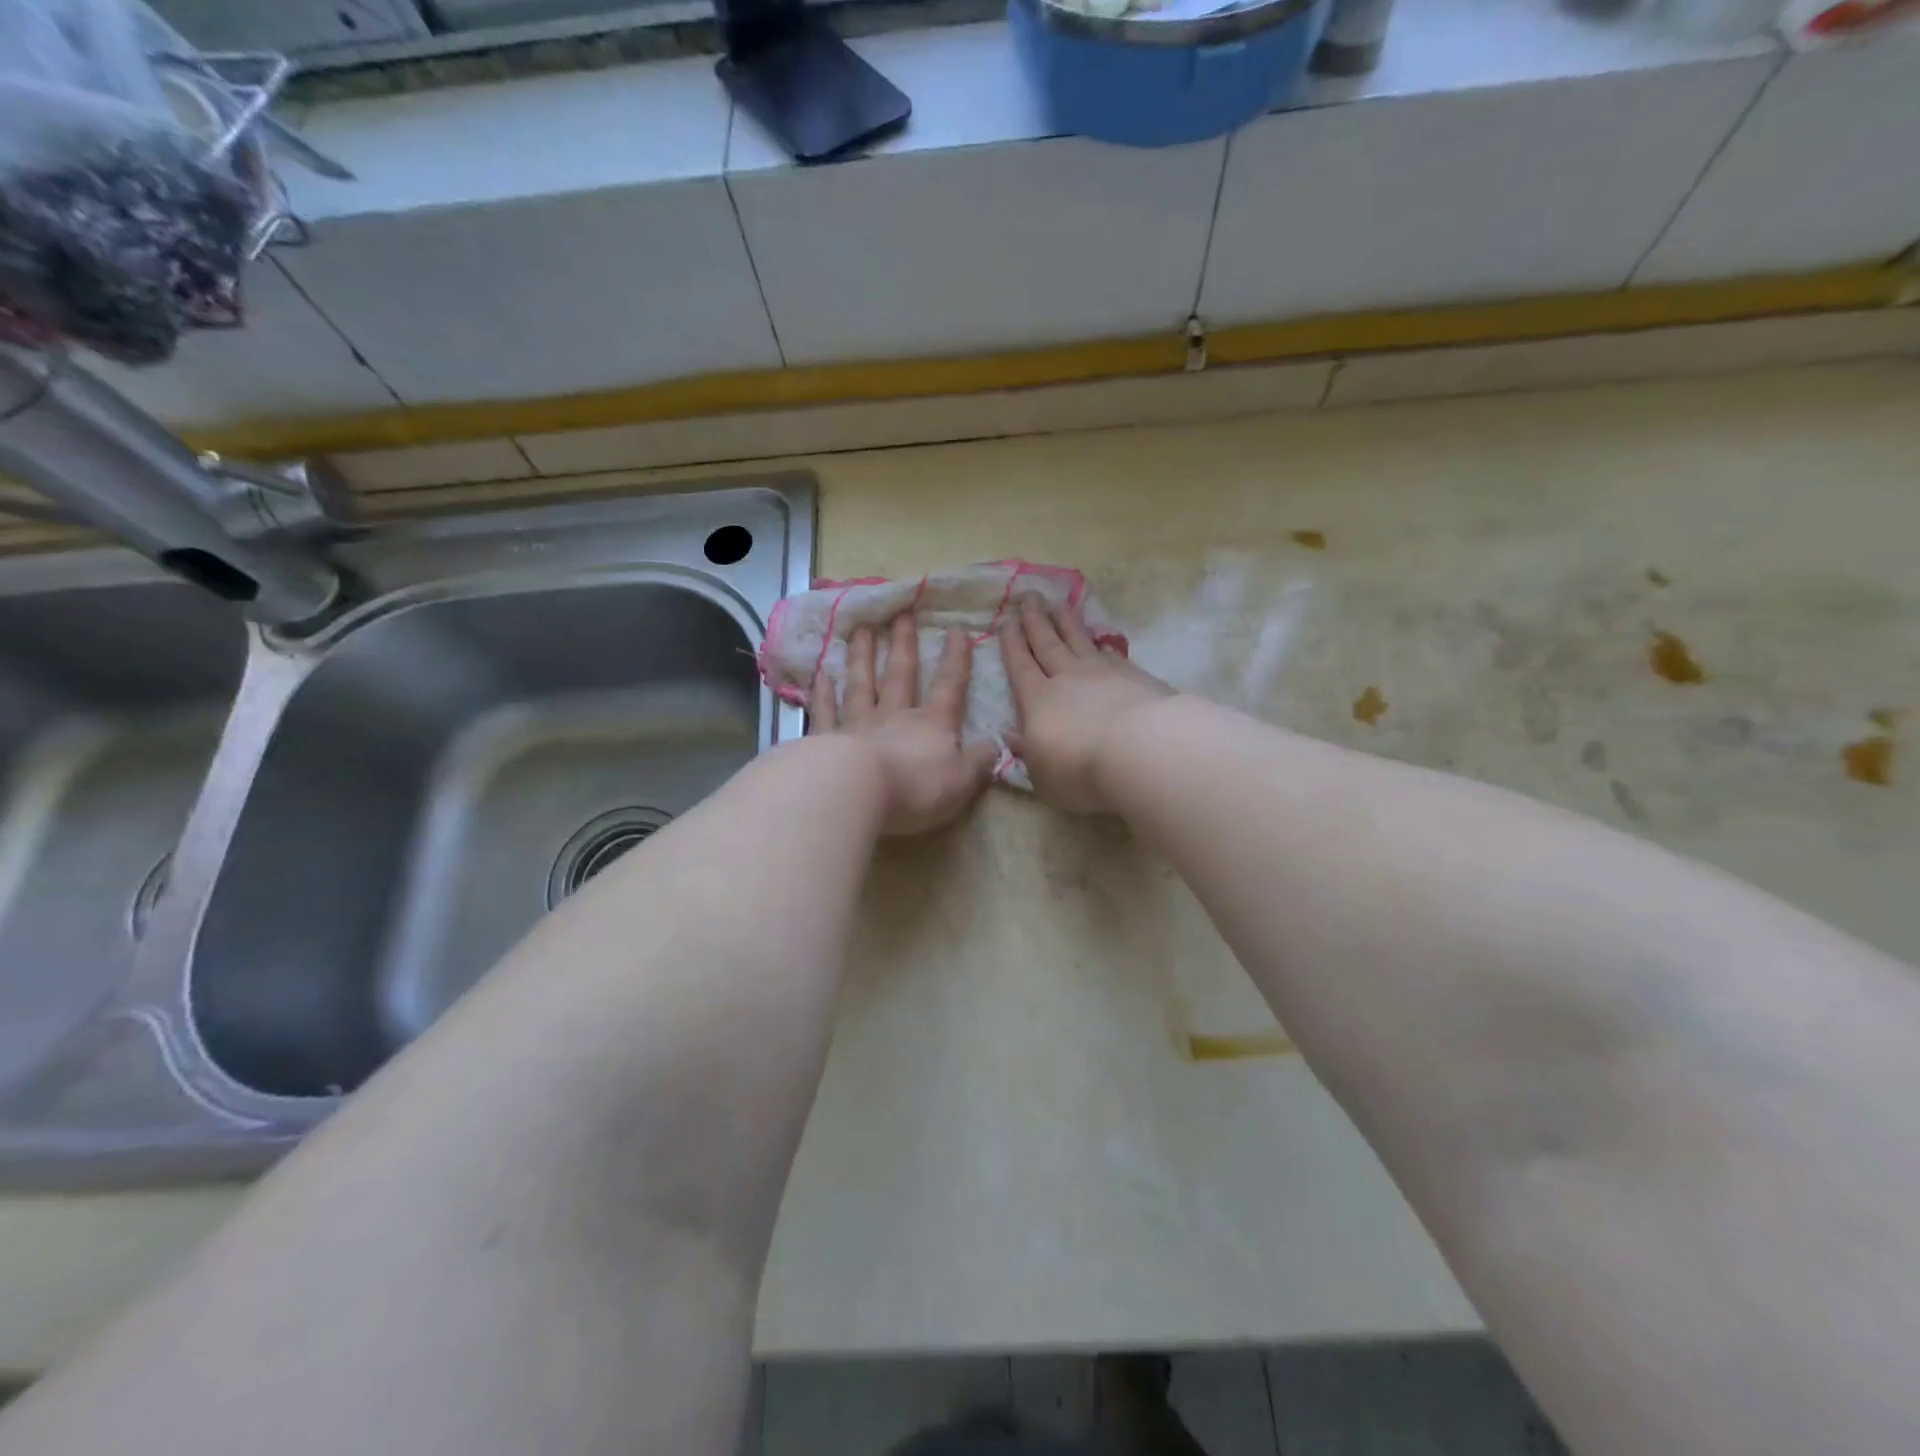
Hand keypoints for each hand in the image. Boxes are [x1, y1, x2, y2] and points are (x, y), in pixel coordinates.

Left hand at [811, 612, 997, 835]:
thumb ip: (979, 762)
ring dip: (863, 658)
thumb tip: (993, 747)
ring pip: (861, 685)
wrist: (856, 791)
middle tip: (901, 614)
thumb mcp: (962, 780)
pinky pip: (826, 712)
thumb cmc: (916, 787)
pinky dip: (823, 694)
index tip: (956, 630)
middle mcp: (894, 716)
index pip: (949, 687)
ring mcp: (857, 725)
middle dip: (904, 645)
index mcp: (932, 725)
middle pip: (900, 675)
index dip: (956, 660)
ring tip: (862, 631)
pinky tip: (821, 675)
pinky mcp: (826, 741)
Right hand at [1000, 595, 1173, 814]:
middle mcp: (1068, 678)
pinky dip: (1102, 646)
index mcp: (1038, 701)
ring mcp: (1103, 673)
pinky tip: (1101, 642)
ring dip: (1067, 622)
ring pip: (1079, 640)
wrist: (1142, 750)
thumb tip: (1013, 735)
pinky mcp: (1135, 676)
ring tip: (1059, 603)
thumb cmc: (1081, 769)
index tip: (1006, 622)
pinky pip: (1112, 655)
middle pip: (1047, 643)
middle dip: (1036, 620)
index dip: (1012, 644)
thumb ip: (1028, 752)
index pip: (1020, 666)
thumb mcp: (1043, 773)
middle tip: (1029, 596)